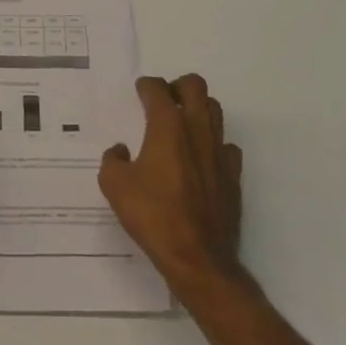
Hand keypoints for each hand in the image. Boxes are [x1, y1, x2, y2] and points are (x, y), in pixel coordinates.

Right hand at [99, 74, 242, 294]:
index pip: (157, 88)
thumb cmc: (154, 216)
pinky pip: (226, 145)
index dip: (146, 86)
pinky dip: (214, 143)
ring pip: (215, 110)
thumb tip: (121, 150)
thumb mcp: (114, 186)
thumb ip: (112, 160)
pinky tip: (201, 158)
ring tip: (182, 125)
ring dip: (198, 109)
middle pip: (195, 86)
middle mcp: (196, 129)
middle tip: (164, 102)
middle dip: (178, 86)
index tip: (139, 92)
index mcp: (167, 126)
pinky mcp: (233, 174)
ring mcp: (219, 151)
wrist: (198, 259)